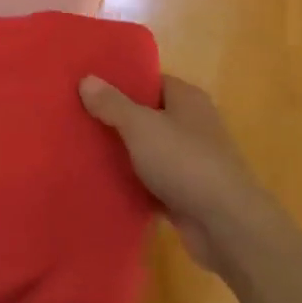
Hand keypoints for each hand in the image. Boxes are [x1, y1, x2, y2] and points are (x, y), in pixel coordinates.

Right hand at [80, 74, 269, 268]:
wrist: (225, 224)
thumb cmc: (184, 162)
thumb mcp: (141, 126)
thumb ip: (113, 104)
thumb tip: (86, 78)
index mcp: (187, 99)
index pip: (151, 81)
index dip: (121, 83)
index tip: (88, 88)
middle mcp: (192, 124)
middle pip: (148, 116)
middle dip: (117, 120)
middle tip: (77, 120)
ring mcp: (191, 161)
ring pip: (149, 151)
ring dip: (124, 155)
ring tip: (82, 152)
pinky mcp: (186, 193)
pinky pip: (153, 182)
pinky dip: (134, 184)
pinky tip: (103, 186)